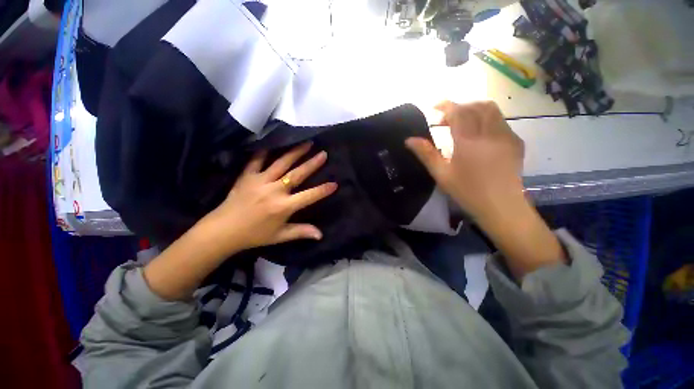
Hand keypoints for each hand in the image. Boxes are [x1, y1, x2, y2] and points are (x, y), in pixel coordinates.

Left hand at [144, 143, 336, 299]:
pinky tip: (272, 142)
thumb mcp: (280, 236)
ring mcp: (260, 181)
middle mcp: (274, 191)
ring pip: (281, 163)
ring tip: (306, 142)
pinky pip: (256, 160)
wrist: (223, 231)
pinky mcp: (247, 176)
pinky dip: (264, 151)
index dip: (323, 190)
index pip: (309, 196)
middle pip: (297, 174)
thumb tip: (320, 235)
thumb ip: (301, 232)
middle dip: (312, 164)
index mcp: (283, 207)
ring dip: (295, 152)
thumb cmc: (254, 235)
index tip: (335, 184)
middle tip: (323, 153)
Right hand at [406, 101, 524, 222]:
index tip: (435, 106)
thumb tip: (409, 140)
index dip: (446, 106)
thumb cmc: (467, 192)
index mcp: (469, 142)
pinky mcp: (516, 142)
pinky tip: (479, 134)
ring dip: (474, 110)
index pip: (458, 112)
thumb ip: (426, 154)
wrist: (501, 207)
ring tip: (462, 122)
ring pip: (492, 110)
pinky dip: (487, 119)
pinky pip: (500, 121)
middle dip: (460, 107)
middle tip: (446, 119)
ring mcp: (506, 136)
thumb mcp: (441, 174)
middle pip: (476, 106)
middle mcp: (490, 133)